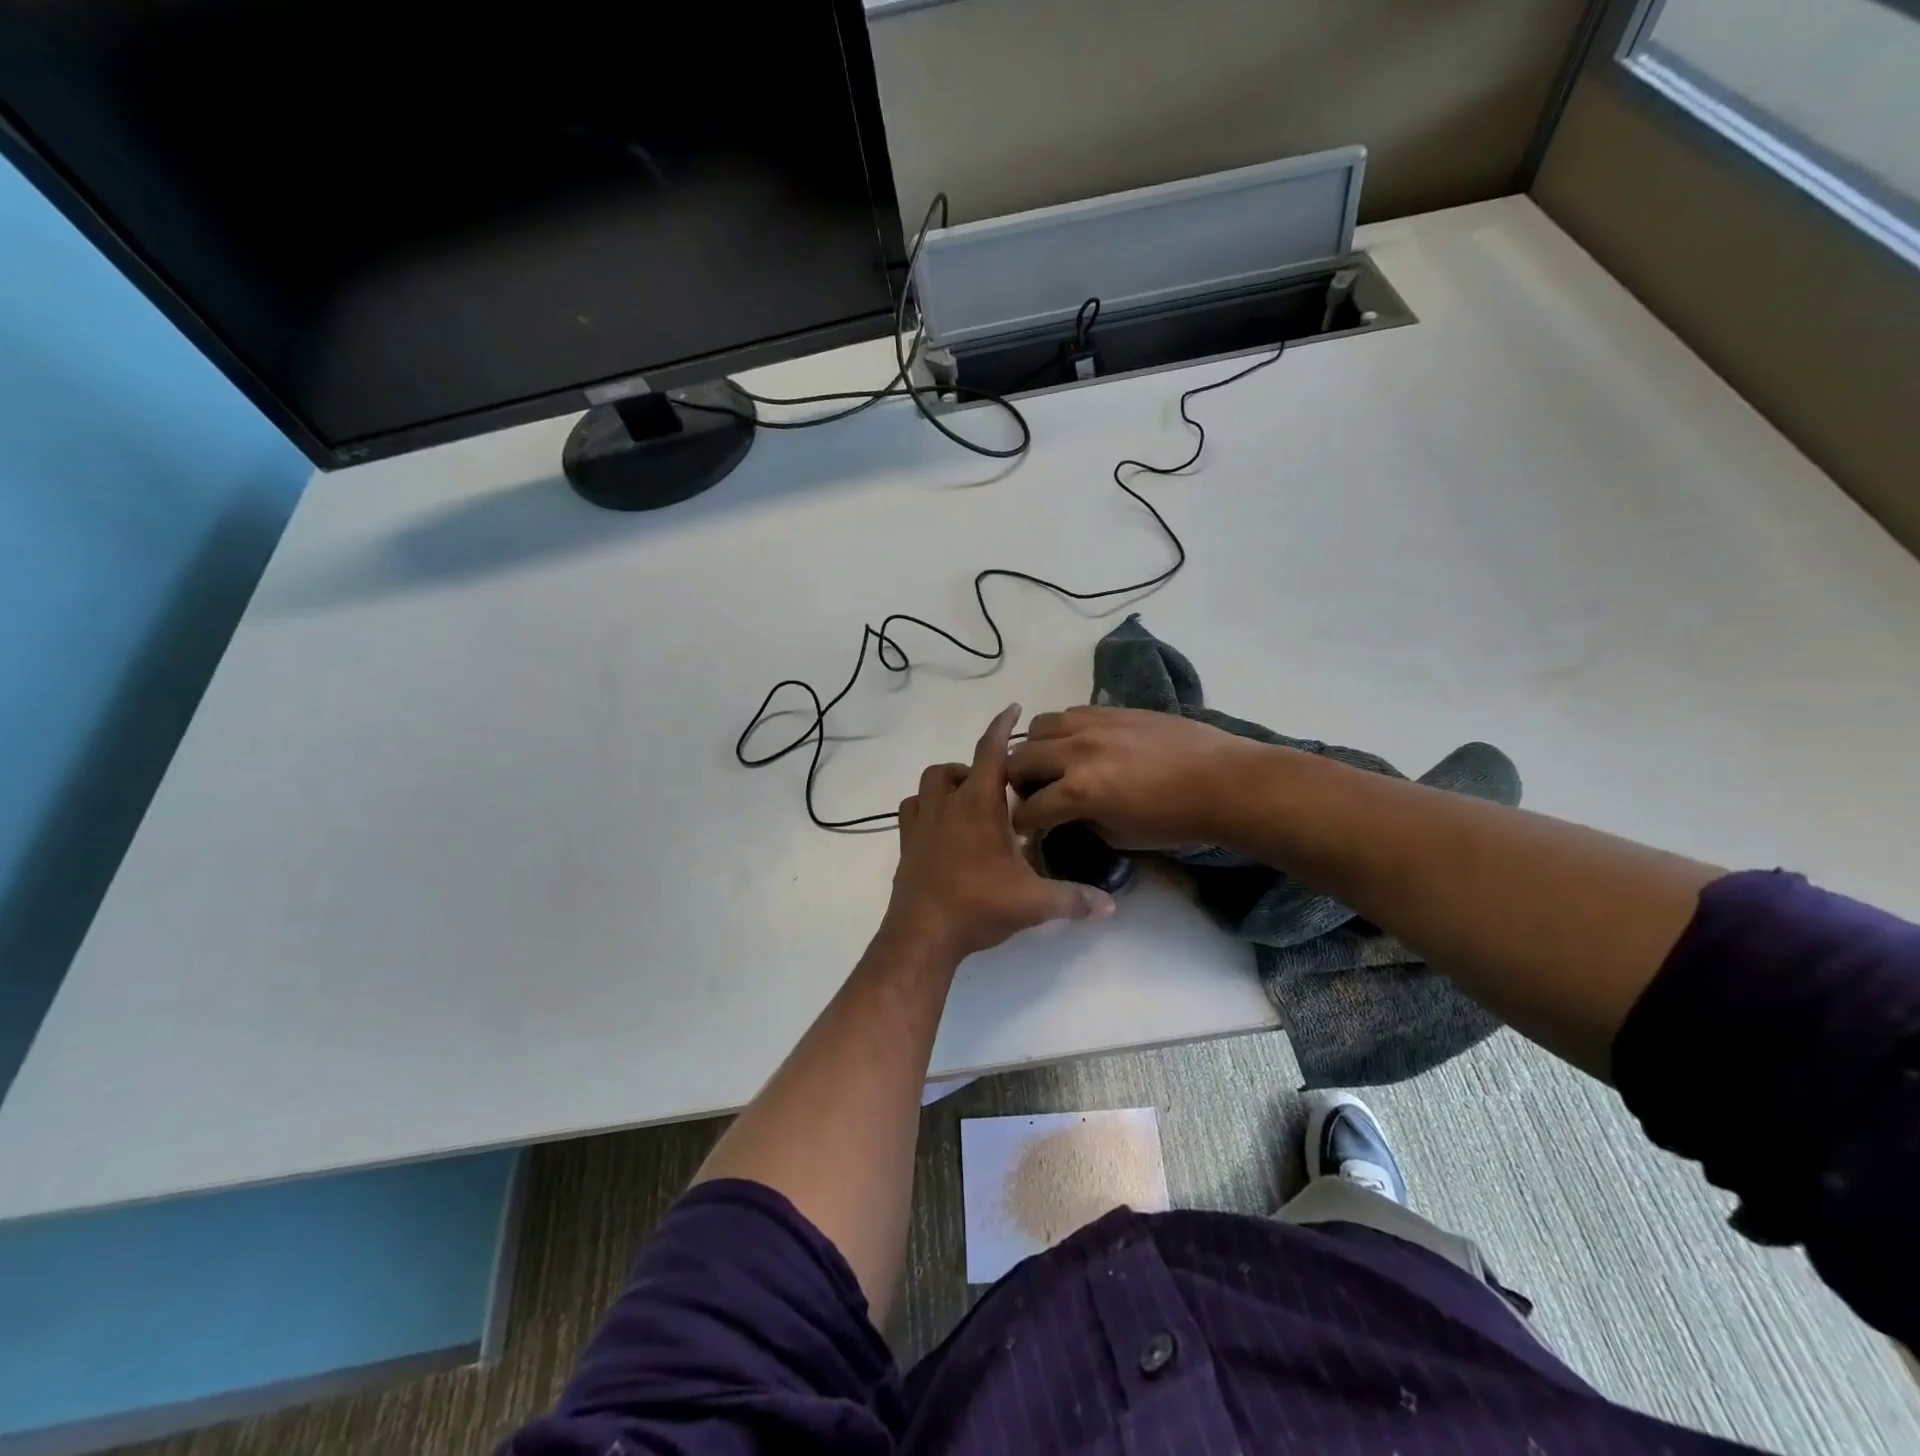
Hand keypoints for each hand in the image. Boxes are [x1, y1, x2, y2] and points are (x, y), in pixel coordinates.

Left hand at [888, 704, 1116, 959]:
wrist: (922, 935)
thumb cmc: (978, 906)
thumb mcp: (1033, 903)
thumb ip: (1074, 899)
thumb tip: (1111, 905)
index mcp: (979, 806)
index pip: (991, 752)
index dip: (1003, 727)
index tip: (1013, 709)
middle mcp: (947, 805)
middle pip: (957, 767)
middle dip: (978, 768)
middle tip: (1001, 789)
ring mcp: (921, 823)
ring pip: (929, 783)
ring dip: (949, 783)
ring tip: (971, 802)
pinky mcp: (906, 844)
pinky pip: (911, 810)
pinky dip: (926, 806)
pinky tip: (942, 825)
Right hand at [1006, 705, 1263, 848]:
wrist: (1225, 782)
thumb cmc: (1176, 821)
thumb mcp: (1120, 837)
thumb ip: (1083, 822)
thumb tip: (1067, 814)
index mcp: (1079, 791)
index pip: (1028, 808)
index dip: (1022, 824)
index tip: (1026, 830)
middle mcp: (1077, 751)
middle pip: (1020, 760)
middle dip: (1017, 782)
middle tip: (1032, 794)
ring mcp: (1095, 724)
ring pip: (1039, 726)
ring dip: (1036, 748)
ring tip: (1051, 763)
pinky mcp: (1113, 709)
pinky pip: (1071, 712)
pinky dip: (1063, 730)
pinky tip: (1079, 744)